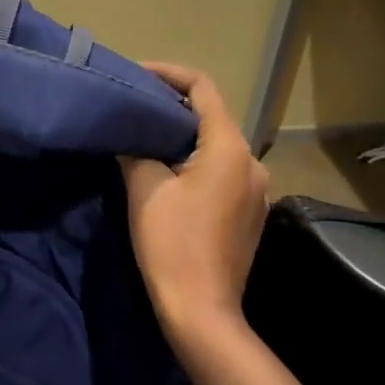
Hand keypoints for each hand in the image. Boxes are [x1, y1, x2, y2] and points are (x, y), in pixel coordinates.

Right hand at [121, 62, 270, 337]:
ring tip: (146, 135)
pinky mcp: (249, 212)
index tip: (135, 74)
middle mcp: (251, 162)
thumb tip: (128, 134)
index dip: (168, 73)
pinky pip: (223, 170)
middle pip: (212, 115)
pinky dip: (196, 160)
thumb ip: (136, 148)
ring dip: (184, 134)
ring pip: (217, 144)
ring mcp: (256, 190)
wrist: (203, 311)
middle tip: (134, 104)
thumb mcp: (145, 188)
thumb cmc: (173, 244)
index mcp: (229, 148)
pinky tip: (168, 171)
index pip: (202, 88)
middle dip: (173, 105)